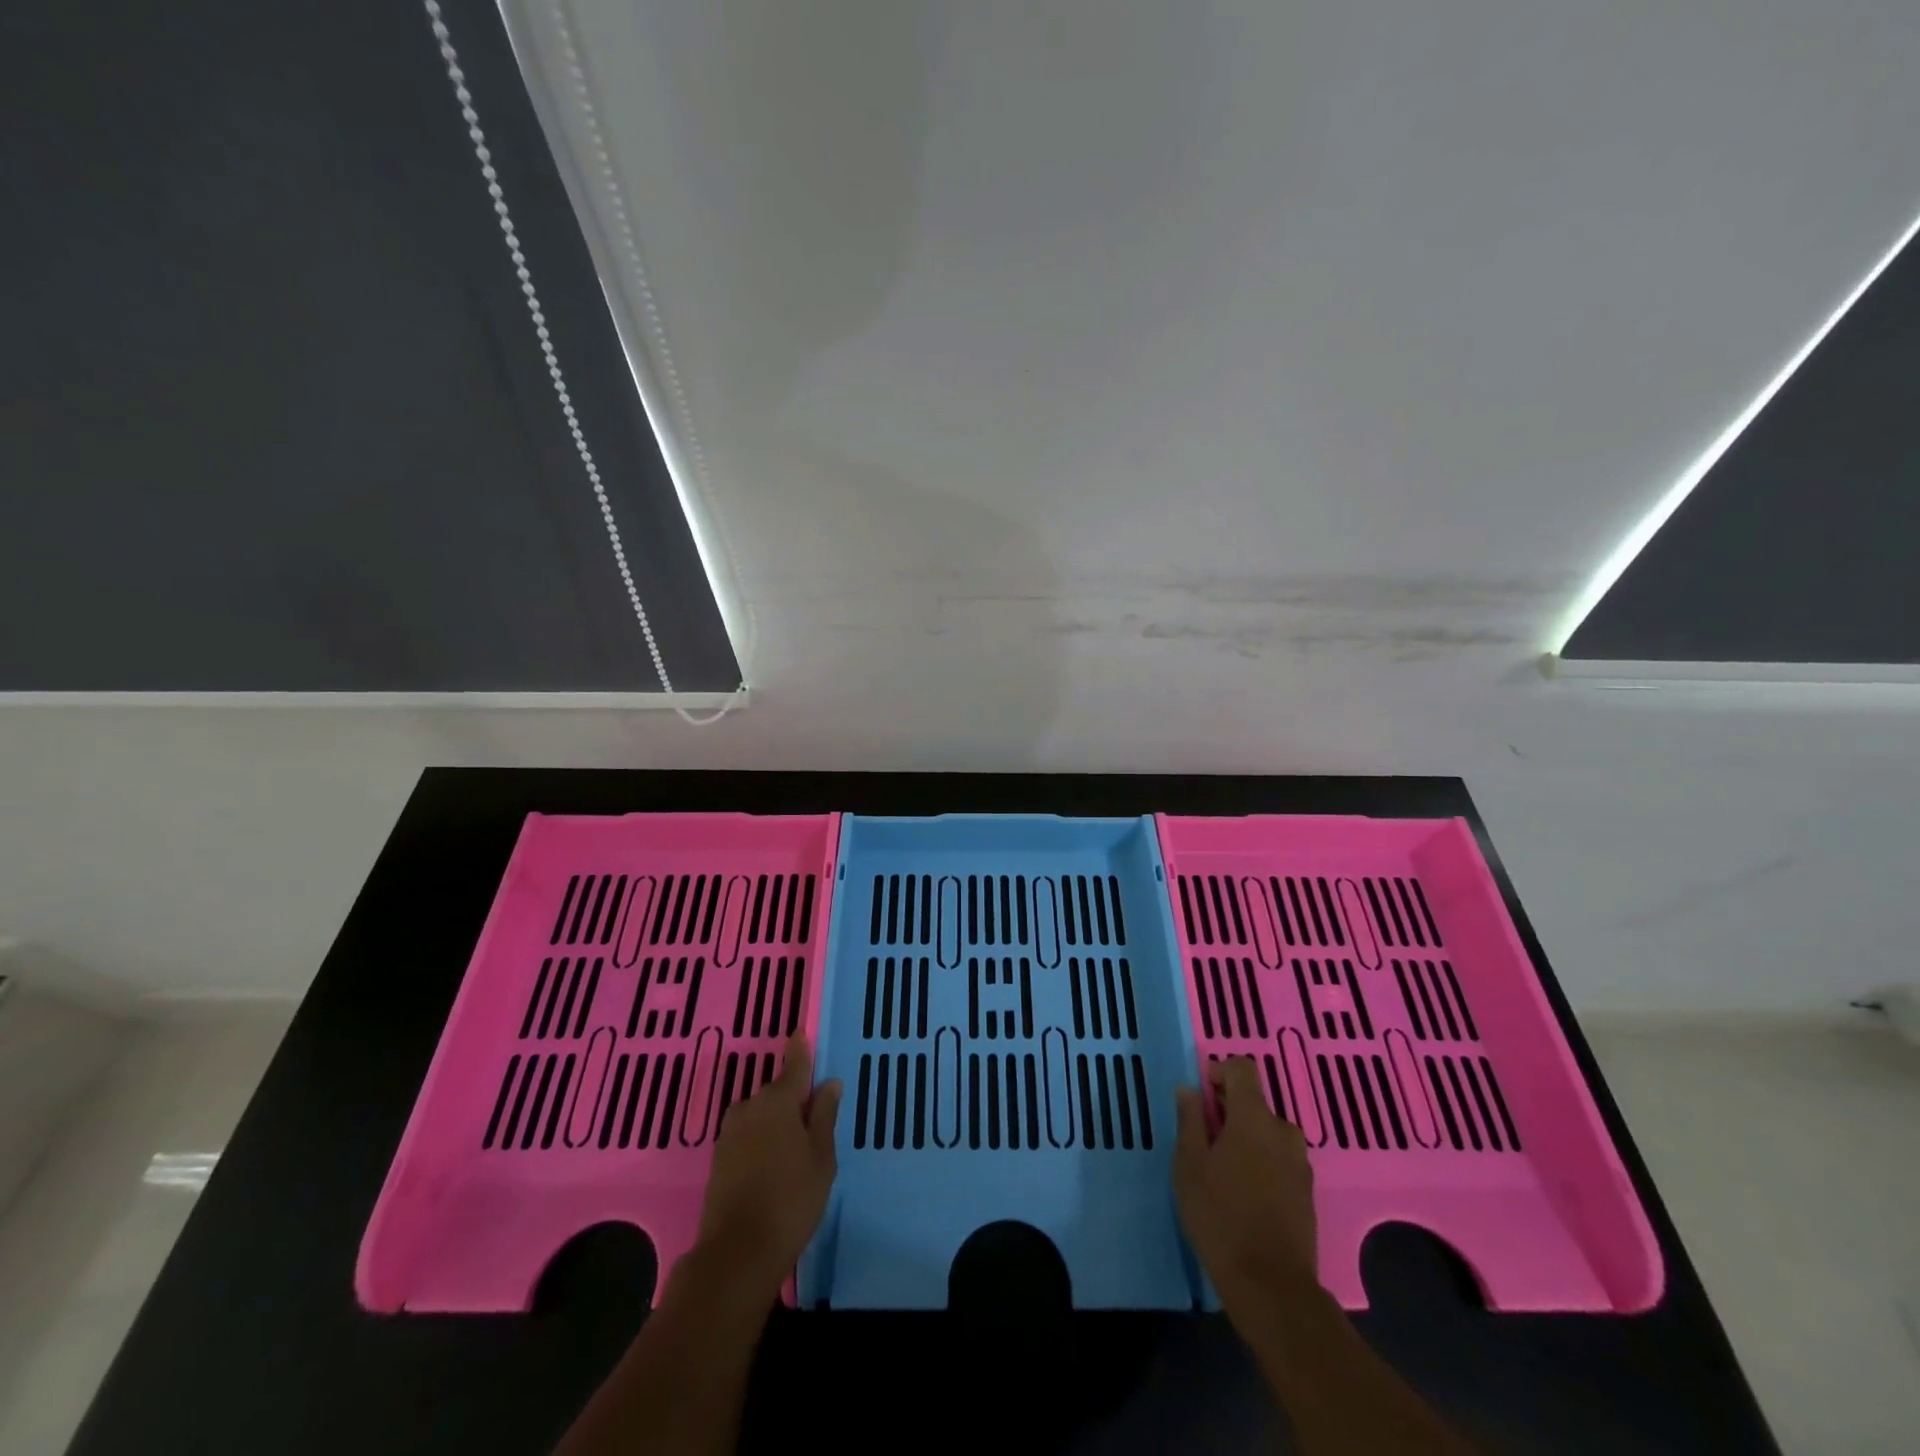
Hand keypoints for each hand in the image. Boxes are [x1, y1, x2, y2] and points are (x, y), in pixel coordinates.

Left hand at [692, 1033, 841, 1298]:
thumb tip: (828, 1083)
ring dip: (776, 1121)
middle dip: (793, 1098)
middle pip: (776, 1092)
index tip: (801, 1034)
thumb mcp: (821, 1156)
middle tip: (814, 1118)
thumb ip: (824, 1115)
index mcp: (778, 1100)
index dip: (800, 1050)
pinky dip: (762, 1139)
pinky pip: (748, 1135)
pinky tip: (774, 1162)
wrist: (737, 1253)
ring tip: (796, 1146)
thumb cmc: (791, 1198)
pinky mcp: (719, 1159)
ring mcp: (730, 1133)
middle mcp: (750, 1107)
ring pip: (761, 1115)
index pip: (794, 1065)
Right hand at [1173, 1057, 1319, 1303]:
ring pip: (1268, 1133)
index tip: (1201, 1096)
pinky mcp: (1307, 1192)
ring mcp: (1300, 1163)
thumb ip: (1190, 1120)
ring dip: (1247, 1138)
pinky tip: (1243, 1192)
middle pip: (1255, 1102)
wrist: (1271, 1286)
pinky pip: (1280, 1159)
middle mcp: (1283, 1132)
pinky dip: (1262, 1161)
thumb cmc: (1220, 1216)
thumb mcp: (1189, 1164)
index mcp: (1254, 1118)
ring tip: (1223, 1169)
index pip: (1243, 1069)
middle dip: (1229, 1111)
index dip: (1219, 1072)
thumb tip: (1189, 1088)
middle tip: (1204, 1140)